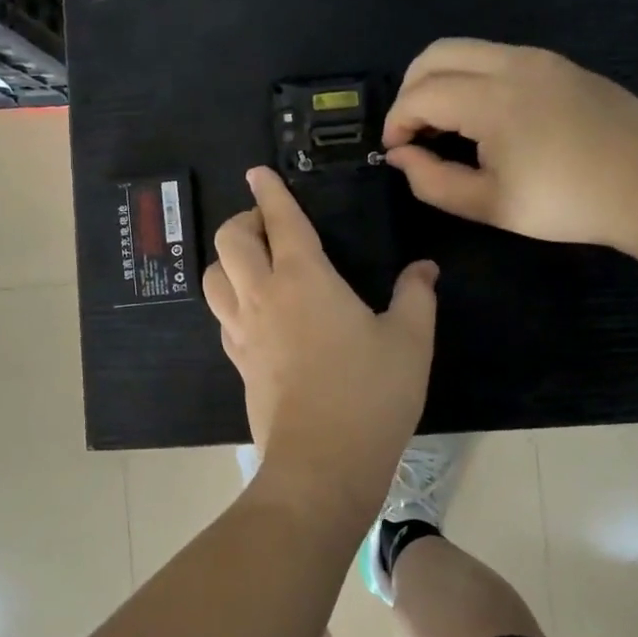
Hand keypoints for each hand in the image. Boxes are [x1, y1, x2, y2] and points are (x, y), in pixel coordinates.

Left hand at [204, 168, 438, 502]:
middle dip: (244, 220)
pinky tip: (256, 311)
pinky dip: (232, 299)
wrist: (322, 464)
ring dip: (229, 259)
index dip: (269, 190)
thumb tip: (424, 268)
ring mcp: (243, 330)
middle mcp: (263, 295)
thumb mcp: (410, 341)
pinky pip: (222, 315)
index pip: (279, 219)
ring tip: (257, 264)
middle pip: (229, 240)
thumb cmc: (370, 394)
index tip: (258, 173)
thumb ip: (416, 296)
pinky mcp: (238, 361)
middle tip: (271, 226)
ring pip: (213, 276)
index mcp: (304, 278)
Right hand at [382, 38, 637, 249]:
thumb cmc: (566, 202)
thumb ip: (432, 181)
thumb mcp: (490, 205)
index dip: (396, 123)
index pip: (420, 94)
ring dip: (440, 80)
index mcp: (492, 99)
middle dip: (410, 90)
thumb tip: (400, 156)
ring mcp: (539, 58)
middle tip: (413, 132)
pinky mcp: (559, 63)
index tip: (396, 153)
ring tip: (444, 125)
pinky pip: (496, 56)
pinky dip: (471, 77)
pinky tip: (484, 117)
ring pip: (466, 49)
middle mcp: (511, 63)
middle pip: (435, 54)